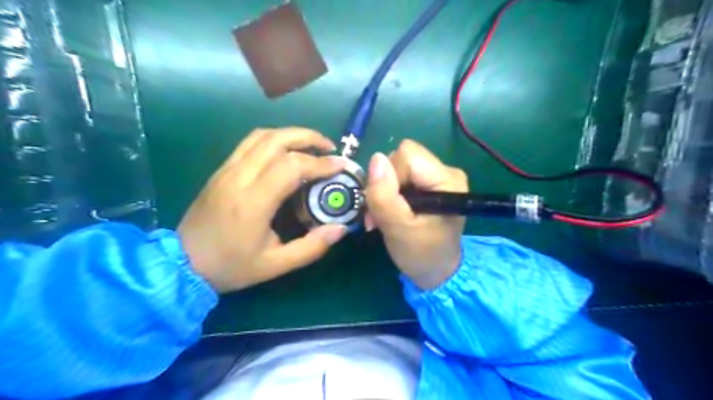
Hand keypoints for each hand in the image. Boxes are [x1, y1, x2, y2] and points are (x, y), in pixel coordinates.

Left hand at [176, 126, 346, 291]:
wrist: (182, 263)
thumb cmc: (231, 266)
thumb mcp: (275, 265)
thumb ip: (311, 248)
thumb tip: (340, 229)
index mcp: (253, 203)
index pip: (291, 166)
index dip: (321, 163)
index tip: (341, 165)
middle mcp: (238, 178)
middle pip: (276, 140)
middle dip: (309, 137)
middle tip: (330, 149)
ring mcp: (227, 170)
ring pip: (262, 136)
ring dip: (291, 134)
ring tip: (312, 146)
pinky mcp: (221, 169)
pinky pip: (250, 143)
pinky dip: (274, 139)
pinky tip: (287, 151)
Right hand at [364, 140, 472, 290]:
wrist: (436, 272)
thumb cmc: (421, 254)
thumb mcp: (398, 228)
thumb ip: (384, 195)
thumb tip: (376, 158)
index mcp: (447, 180)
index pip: (407, 155)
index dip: (389, 176)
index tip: (386, 204)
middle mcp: (446, 171)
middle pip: (402, 158)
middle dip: (384, 184)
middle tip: (379, 213)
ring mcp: (438, 177)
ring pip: (398, 167)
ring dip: (384, 191)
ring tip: (383, 216)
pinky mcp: (430, 185)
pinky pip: (402, 176)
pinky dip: (390, 194)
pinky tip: (390, 212)